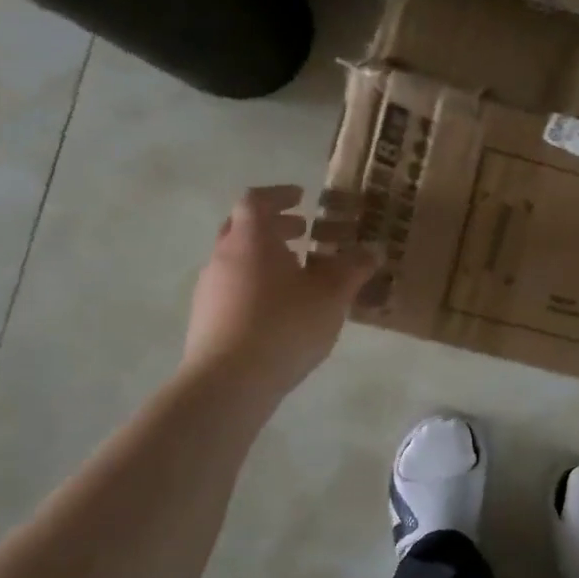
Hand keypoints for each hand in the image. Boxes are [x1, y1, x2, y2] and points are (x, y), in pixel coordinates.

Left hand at [184, 186, 375, 401]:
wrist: (228, 382)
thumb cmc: (284, 325)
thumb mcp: (332, 295)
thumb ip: (353, 269)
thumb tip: (372, 250)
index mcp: (251, 240)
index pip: (256, 200)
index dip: (279, 195)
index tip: (302, 197)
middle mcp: (223, 257)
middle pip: (243, 227)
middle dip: (274, 225)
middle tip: (304, 232)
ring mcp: (210, 289)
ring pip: (237, 259)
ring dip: (266, 257)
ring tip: (299, 274)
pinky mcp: (206, 319)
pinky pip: (233, 288)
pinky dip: (256, 284)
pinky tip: (280, 309)